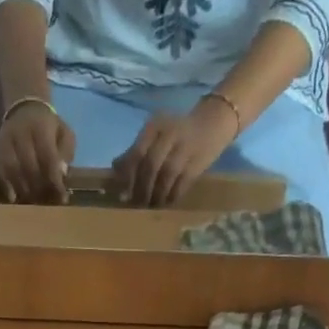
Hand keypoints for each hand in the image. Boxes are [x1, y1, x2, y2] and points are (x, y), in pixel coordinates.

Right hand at [0, 101, 75, 203]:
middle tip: (46, 202)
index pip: (48, 157)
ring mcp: (5, 141)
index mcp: (41, 127)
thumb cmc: (48, 127)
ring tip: (32, 201)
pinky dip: (5, 185)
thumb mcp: (64, 133)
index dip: (54, 180)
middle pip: (29, 166)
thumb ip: (66, 152)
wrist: (24, 109)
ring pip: (12, 169)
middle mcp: (20, 132)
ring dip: (23, 189)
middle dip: (39, 187)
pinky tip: (13, 197)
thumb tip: (61, 173)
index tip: (61, 198)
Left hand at [110, 96, 241, 206]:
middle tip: (137, 203)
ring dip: (156, 195)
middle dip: (142, 189)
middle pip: (151, 166)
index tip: (123, 193)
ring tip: (150, 205)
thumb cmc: (176, 133)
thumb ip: (134, 151)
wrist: (214, 123)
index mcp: (155, 126)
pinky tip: (166, 202)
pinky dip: (172, 196)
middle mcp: (170, 134)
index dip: (128, 176)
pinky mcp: (199, 162)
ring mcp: (186, 148)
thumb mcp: (155, 135)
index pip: (136, 153)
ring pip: (166, 177)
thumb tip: (115, 170)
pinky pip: (182, 184)